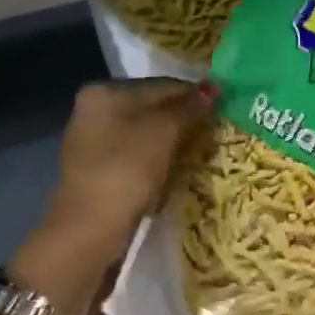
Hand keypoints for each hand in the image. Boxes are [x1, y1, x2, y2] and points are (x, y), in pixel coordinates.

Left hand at [40, 78, 213, 268]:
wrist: (90, 229)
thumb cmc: (126, 169)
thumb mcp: (163, 132)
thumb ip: (189, 107)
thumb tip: (214, 86)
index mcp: (104, 92)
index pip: (161, 85)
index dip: (194, 95)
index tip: (224, 108)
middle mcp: (94, 112)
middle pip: (152, 110)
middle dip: (183, 122)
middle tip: (215, 134)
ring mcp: (94, 145)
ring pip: (145, 137)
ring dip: (172, 146)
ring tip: (200, 156)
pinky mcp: (99, 174)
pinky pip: (137, 161)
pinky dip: (157, 165)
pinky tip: (174, 177)